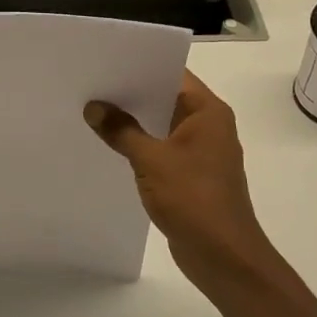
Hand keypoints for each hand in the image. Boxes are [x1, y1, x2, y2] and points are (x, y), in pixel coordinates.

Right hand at [84, 70, 278, 290]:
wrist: (224, 257)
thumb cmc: (193, 199)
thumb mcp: (151, 160)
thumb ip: (121, 130)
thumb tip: (94, 107)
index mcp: (208, 111)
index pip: (173, 73)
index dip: (141, 64)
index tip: (107, 59)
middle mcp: (208, 125)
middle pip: (166, 97)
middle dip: (131, 92)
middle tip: (92, 82)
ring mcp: (201, 151)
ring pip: (162, 124)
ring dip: (134, 120)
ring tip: (94, 110)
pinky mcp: (192, 175)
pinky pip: (162, 148)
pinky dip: (140, 144)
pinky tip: (111, 144)